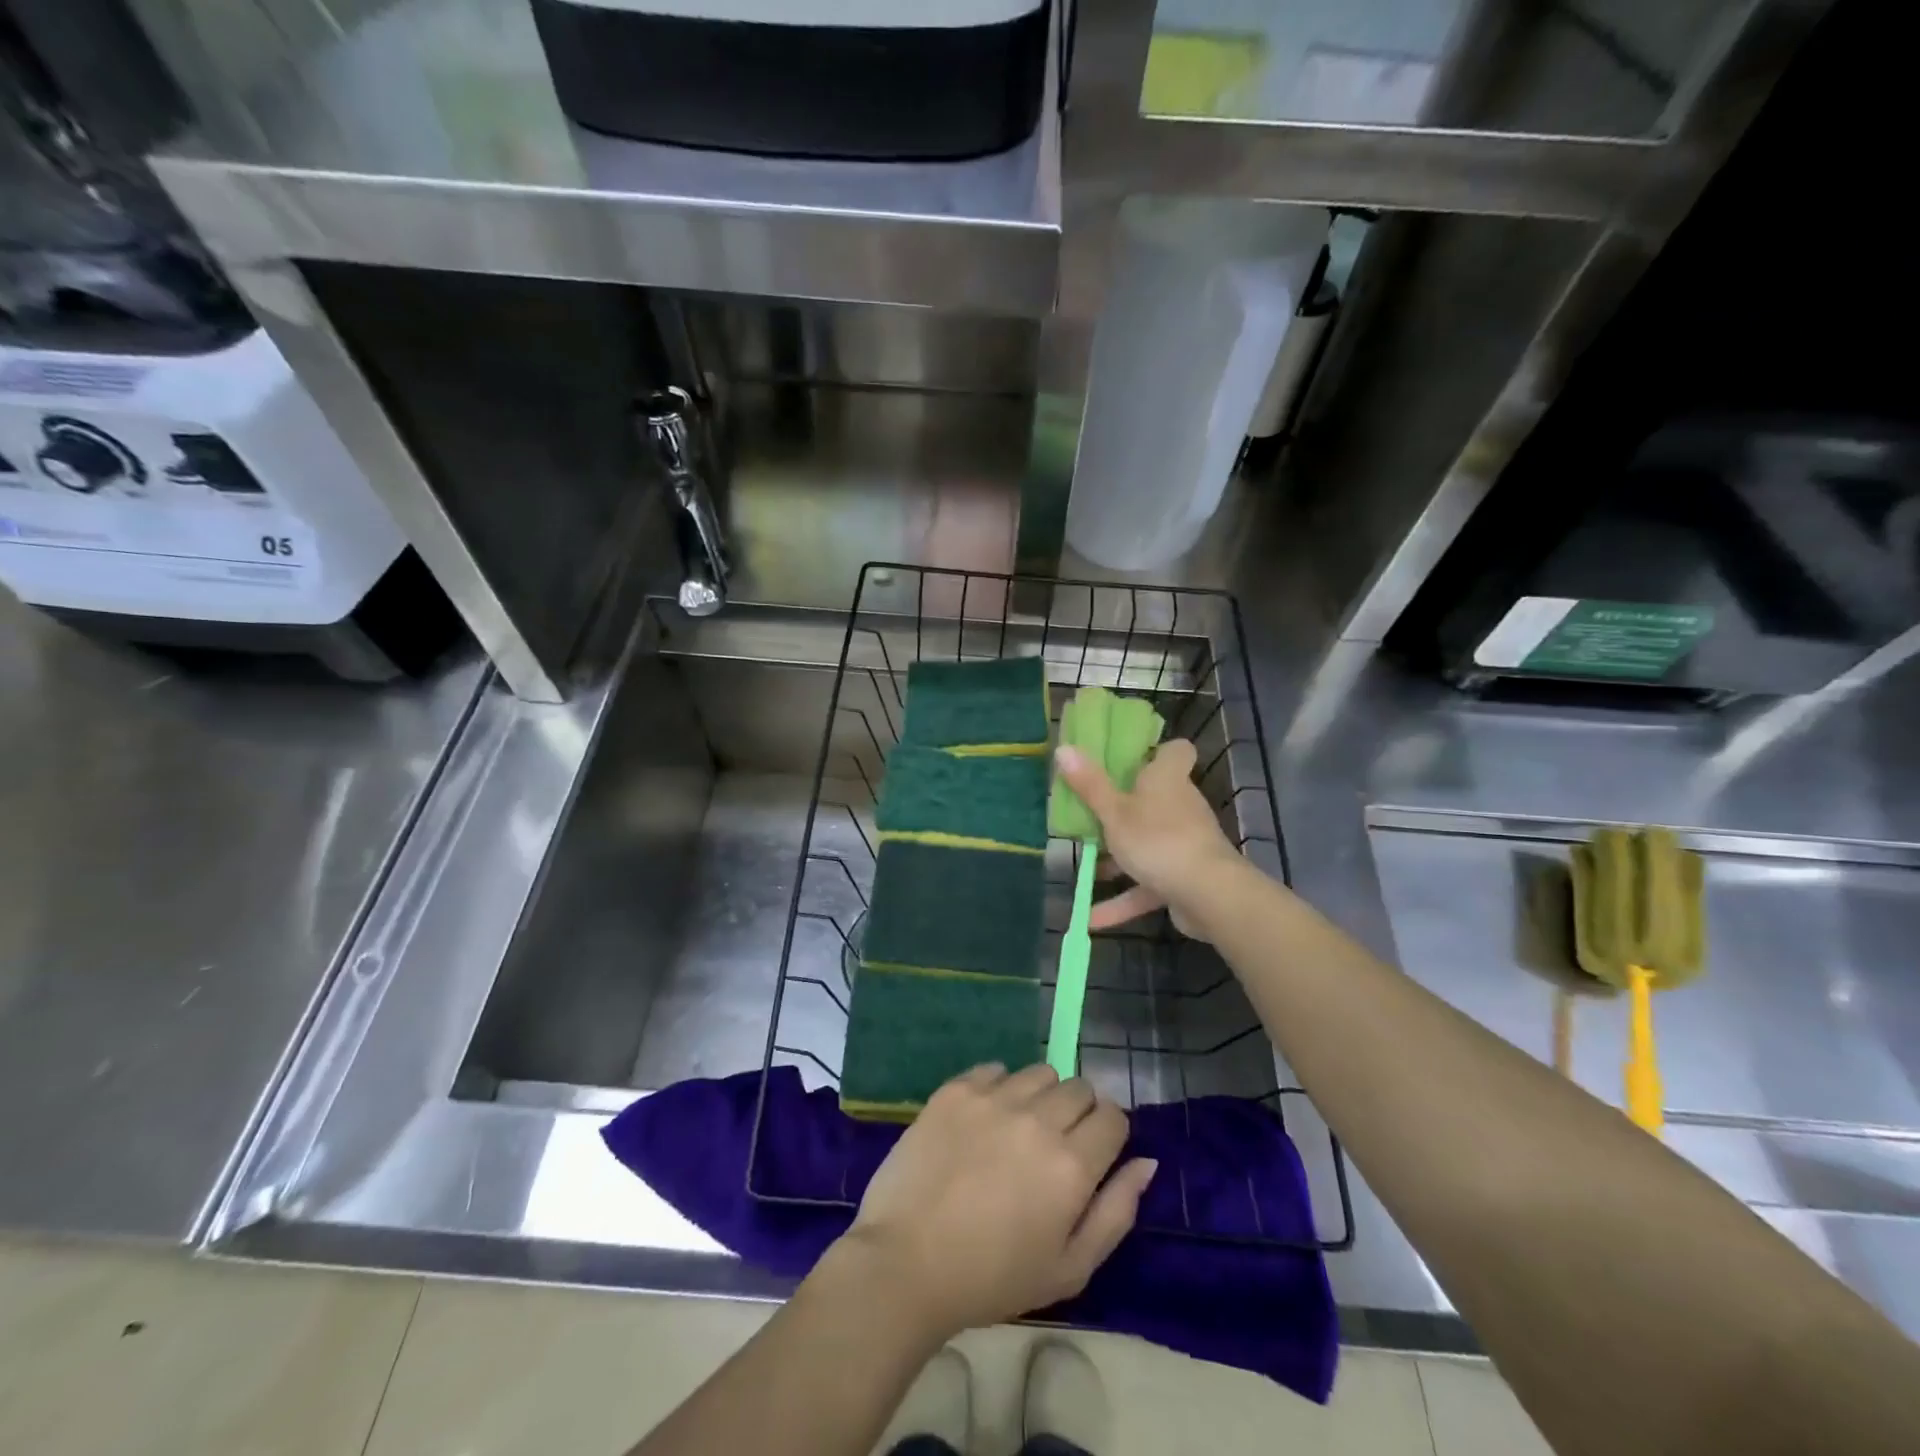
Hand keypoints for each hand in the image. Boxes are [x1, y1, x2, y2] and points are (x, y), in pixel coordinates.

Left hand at [836, 1064, 1157, 1340]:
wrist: (906, 1262)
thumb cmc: (992, 1278)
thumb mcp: (1070, 1268)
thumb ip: (1116, 1212)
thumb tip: (1147, 1162)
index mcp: (1072, 1165)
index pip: (1113, 1117)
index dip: (1109, 1132)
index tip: (1093, 1153)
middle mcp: (1038, 1119)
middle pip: (1079, 1088)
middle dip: (1078, 1112)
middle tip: (1054, 1146)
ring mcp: (994, 1098)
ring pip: (1040, 1072)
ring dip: (1040, 1095)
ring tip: (1018, 1130)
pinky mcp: (956, 1089)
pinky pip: (995, 1069)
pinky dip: (999, 1087)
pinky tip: (984, 1120)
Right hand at [1054, 739, 1245, 933]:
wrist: (1209, 896)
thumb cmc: (1158, 839)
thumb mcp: (1114, 812)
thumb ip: (1090, 785)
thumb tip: (1063, 747)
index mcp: (1167, 779)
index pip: (1176, 751)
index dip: (1156, 751)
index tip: (1127, 759)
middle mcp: (1180, 806)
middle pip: (1154, 797)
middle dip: (1122, 806)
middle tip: (1088, 811)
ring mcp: (1183, 843)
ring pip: (1146, 843)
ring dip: (1118, 857)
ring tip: (1083, 864)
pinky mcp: (1183, 877)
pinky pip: (1147, 884)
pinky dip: (1123, 900)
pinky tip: (1090, 919)